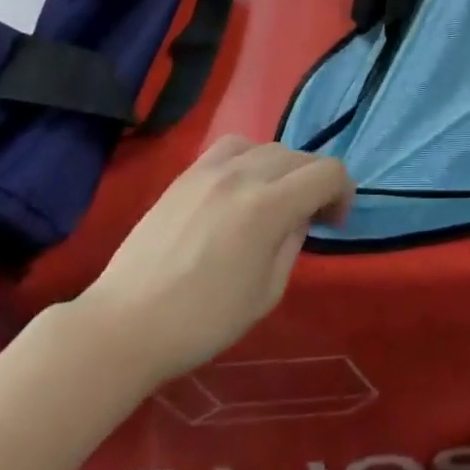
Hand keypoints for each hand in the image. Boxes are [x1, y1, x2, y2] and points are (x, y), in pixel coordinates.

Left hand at [75, 136, 353, 384]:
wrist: (126, 323)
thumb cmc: (202, 321)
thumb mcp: (266, 293)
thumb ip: (292, 244)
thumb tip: (298, 217)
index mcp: (270, 206)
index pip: (328, 172)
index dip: (343, 193)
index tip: (334, 223)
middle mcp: (244, 174)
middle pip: (300, 156)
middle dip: (316, 182)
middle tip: (312, 217)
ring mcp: (211, 169)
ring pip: (268, 146)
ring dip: (285, 168)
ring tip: (276, 199)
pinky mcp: (187, 173)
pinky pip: (233, 146)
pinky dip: (251, 157)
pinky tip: (242, 185)